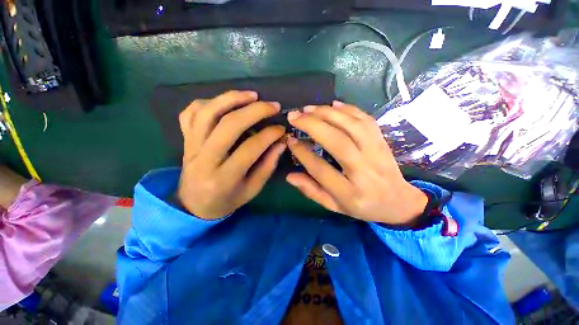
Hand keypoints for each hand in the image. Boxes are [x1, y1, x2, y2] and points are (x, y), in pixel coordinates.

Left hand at [177, 90, 285, 218]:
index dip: (269, 135)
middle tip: (272, 106)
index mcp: (224, 177)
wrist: (195, 205)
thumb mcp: (253, 189)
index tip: (281, 129)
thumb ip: (268, 165)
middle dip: (254, 111)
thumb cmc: (227, 200)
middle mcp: (204, 159)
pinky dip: (208, 102)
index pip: (250, 148)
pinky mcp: (185, 140)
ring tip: (251, 95)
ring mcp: (191, 147)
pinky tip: (224, 102)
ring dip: (231, 98)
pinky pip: (190, 114)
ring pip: (207, 113)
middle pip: (228, 125)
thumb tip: (281, 142)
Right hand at [286, 101, 427, 226]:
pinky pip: (366, 120)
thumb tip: (289, 176)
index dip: (302, 153)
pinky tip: (333, 104)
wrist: (399, 202)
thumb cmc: (362, 207)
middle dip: (312, 125)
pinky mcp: (382, 142)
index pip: (320, 169)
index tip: (290, 140)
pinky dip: (348, 109)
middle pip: (337, 142)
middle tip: (294, 116)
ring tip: (308, 109)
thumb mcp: (334, 206)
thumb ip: (312, 191)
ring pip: (351, 126)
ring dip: (327, 113)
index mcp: (349, 193)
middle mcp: (364, 171)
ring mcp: (377, 153)